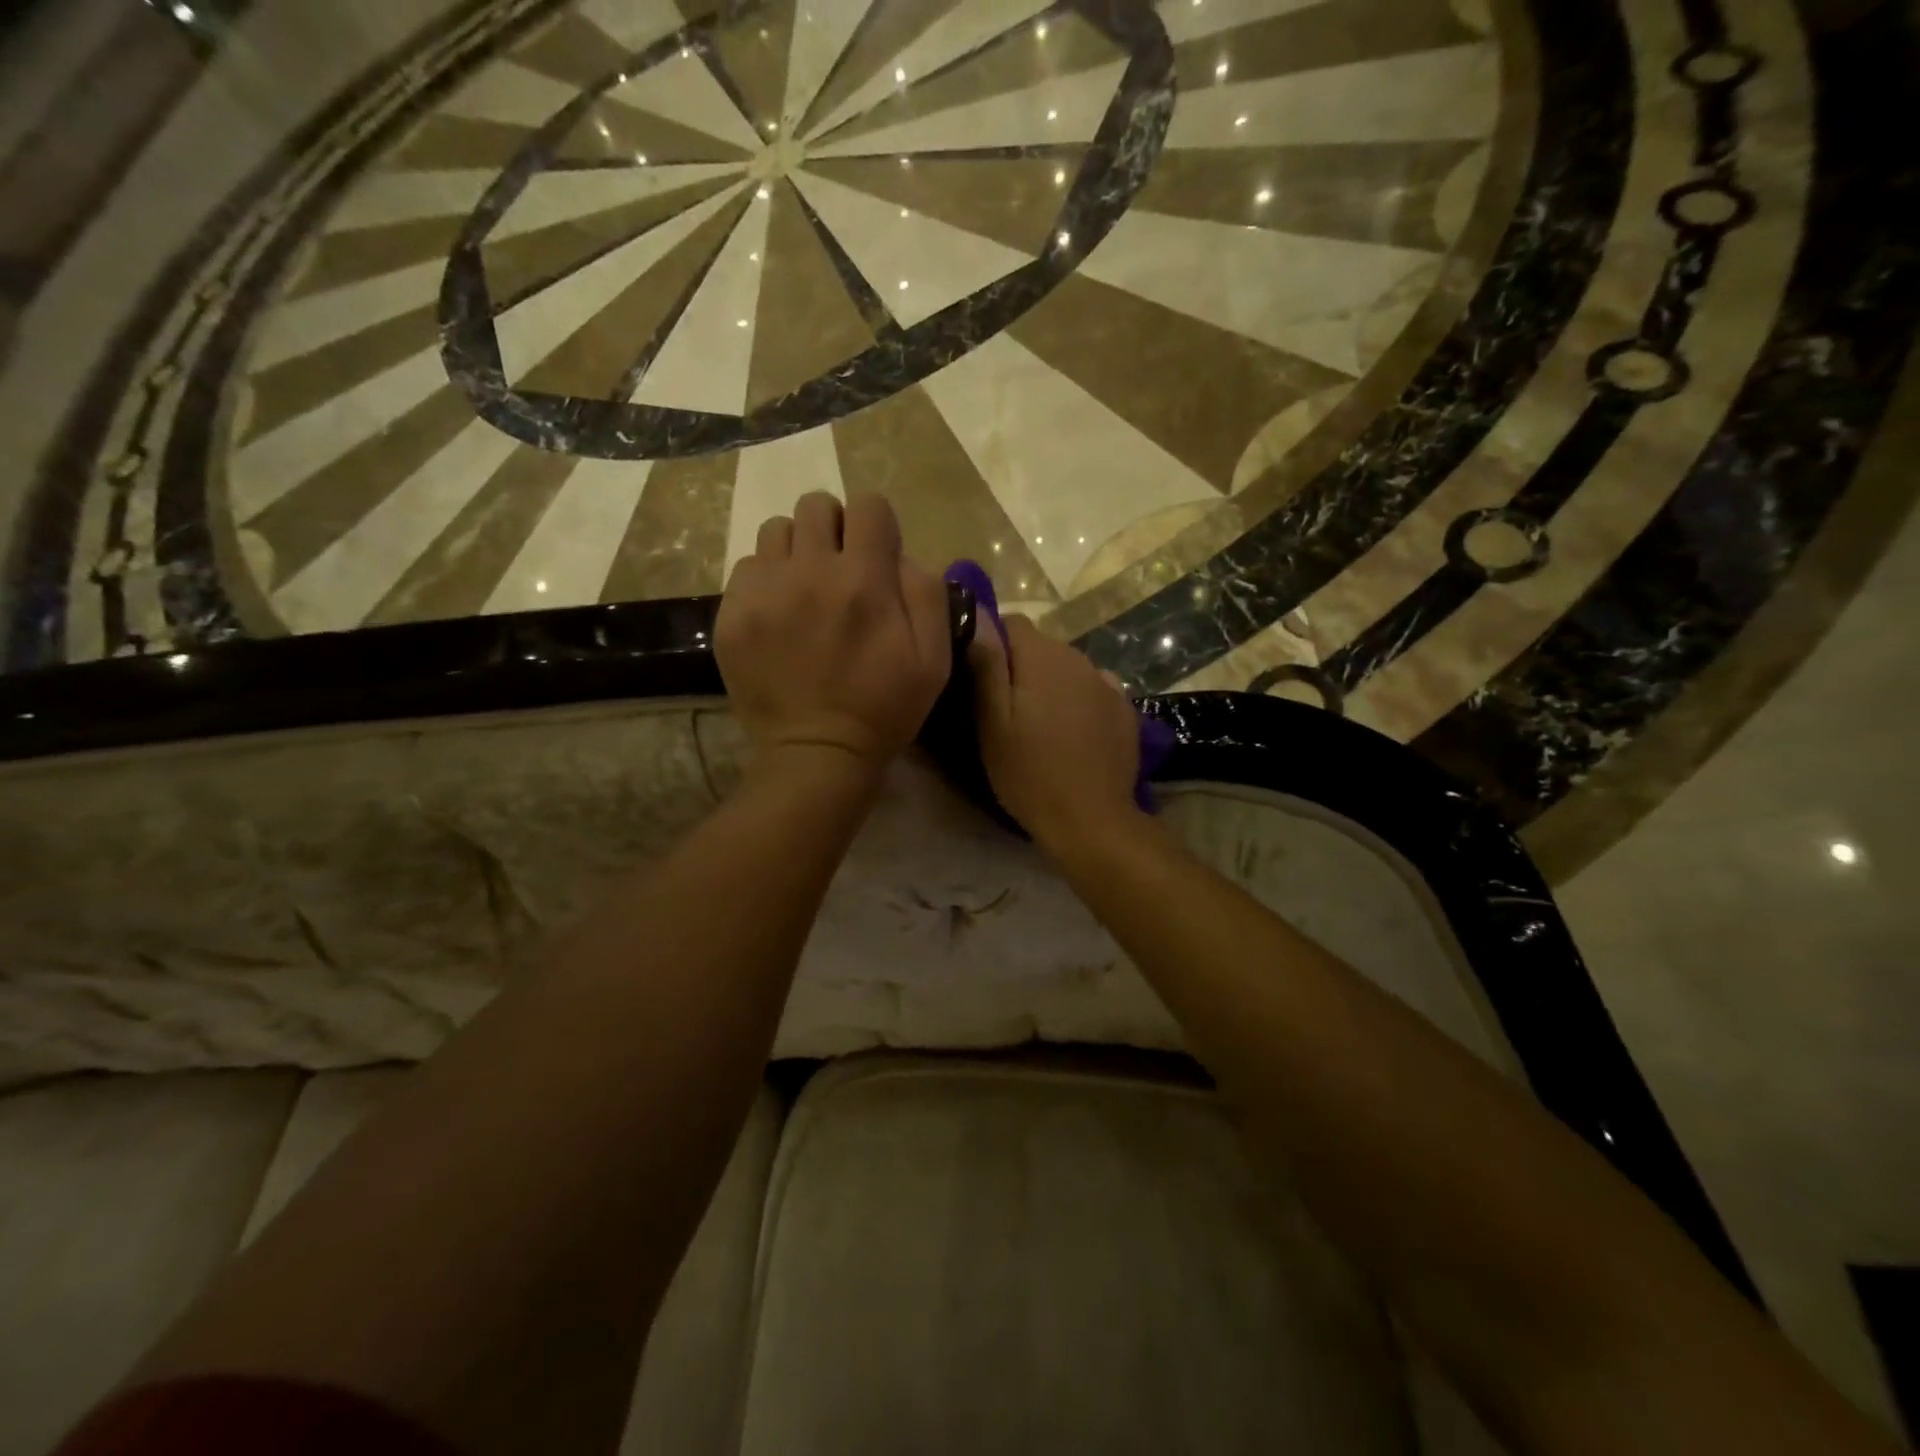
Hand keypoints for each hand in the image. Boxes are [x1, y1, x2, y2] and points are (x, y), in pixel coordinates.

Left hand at [717, 492, 949, 781]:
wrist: (817, 754)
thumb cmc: (885, 709)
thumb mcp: (934, 658)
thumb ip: (926, 591)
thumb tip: (901, 554)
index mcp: (863, 580)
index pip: (868, 504)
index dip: (878, 525)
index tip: (878, 555)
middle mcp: (809, 572)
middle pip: (816, 505)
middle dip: (835, 528)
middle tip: (840, 568)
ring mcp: (763, 592)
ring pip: (776, 530)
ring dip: (797, 549)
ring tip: (805, 588)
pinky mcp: (731, 615)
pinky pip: (746, 568)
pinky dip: (766, 580)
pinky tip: (779, 614)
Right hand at [967, 613, 1142, 851]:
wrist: (1091, 820)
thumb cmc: (1029, 773)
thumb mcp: (992, 722)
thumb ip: (986, 664)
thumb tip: (978, 615)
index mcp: (1042, 657)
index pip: (1011, 622)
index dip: (992, 645)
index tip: (981, 680)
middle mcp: (1078, 659)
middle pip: (1041, 647)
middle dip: (1020, 667)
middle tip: (1005, 711)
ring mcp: (1107, 683)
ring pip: (1067, 669)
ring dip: (1050, 685)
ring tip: (1039, 726)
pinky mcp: (1124, 709)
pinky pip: (1092, 691)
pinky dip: (1078, 702)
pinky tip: (1072, 734)